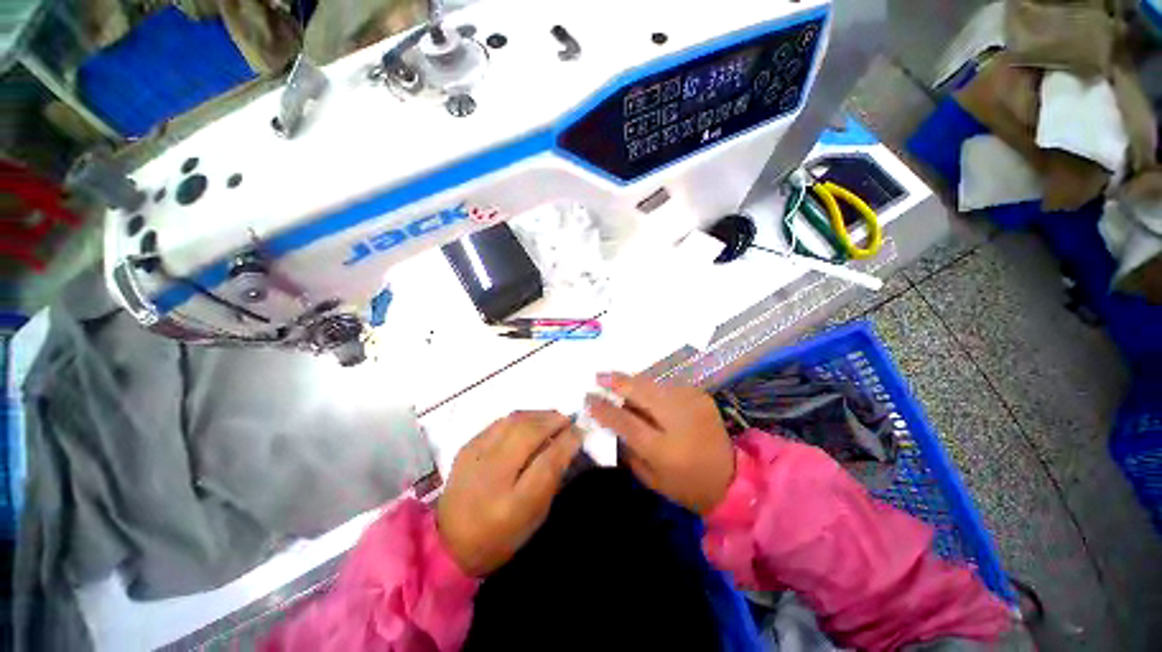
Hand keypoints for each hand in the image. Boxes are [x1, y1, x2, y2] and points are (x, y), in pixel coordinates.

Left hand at [437, 411, 582, 575]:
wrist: (449, 541)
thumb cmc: (500, 535)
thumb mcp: (534, 515)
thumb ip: (552, 477)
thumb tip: (569, 442)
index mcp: (512, 504)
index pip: (547, 461)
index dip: (567, 441)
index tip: (580, 431)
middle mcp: (491, 474)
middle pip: (528, 432)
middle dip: (553, 420)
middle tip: (568, 421)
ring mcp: (475, 456)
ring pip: (514, 420)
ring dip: (539, 415)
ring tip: (552, 419)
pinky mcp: (467, 446)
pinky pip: (500, 422)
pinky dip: (521, 418)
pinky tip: (530, 423)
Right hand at [587, 373, 733, 515]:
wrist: (733, 477)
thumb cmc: (686, 485)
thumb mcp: (651, 478)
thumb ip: (628, 448)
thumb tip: (610, 420)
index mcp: (664, 448)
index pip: (626, 421)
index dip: (604, 409)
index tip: (588, 398)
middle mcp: (678, 419)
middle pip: (641, 392)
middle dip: (617, 382)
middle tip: (598, 377)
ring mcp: (692, 403)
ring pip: (653, 384)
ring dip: (632, 382)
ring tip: (615, 380)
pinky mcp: (700, 395)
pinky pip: (667, 386)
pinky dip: (651, 388)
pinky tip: (643, 392)